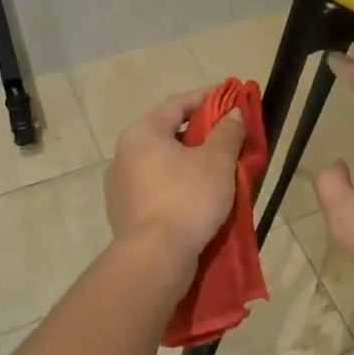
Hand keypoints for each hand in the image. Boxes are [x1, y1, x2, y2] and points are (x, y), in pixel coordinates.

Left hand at [105, 90, 245, 263]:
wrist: (156, 258)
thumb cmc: (188, 198)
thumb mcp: (217, 161)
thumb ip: (227, 133)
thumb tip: (233, 113)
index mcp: (142, 134)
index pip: (176, 104)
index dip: (205, 98)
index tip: (229, 97)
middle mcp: (124, 155)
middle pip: (166, 133)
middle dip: (198, 133)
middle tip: (226, 135)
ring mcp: (120, 187)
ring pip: (161, 164)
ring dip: (187, 162)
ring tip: (215, 169)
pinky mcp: (124, 214)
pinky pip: (156, 189)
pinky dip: (177, 186)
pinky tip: (197, 197)